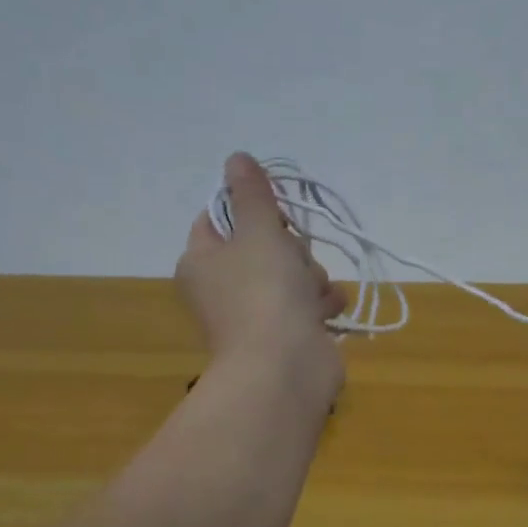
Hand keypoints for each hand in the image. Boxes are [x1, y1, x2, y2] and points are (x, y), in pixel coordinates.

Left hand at [177, 154, 347, 383]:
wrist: (285, 367)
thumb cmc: (264, 291)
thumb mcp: (259, 231)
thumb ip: (252, 194)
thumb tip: (236, 158)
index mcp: (201, 261)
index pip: (219, 218)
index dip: (251, 210)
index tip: (275, 213)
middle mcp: (223, 287)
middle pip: (264, 245)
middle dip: (291, 250)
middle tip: (292, 261)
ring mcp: (255, 314)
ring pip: (293, 273)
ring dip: (311, 278)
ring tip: (310, 294)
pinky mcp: (286, 335)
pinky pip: (309, 304)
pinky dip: (321, 304)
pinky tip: (326, 311)